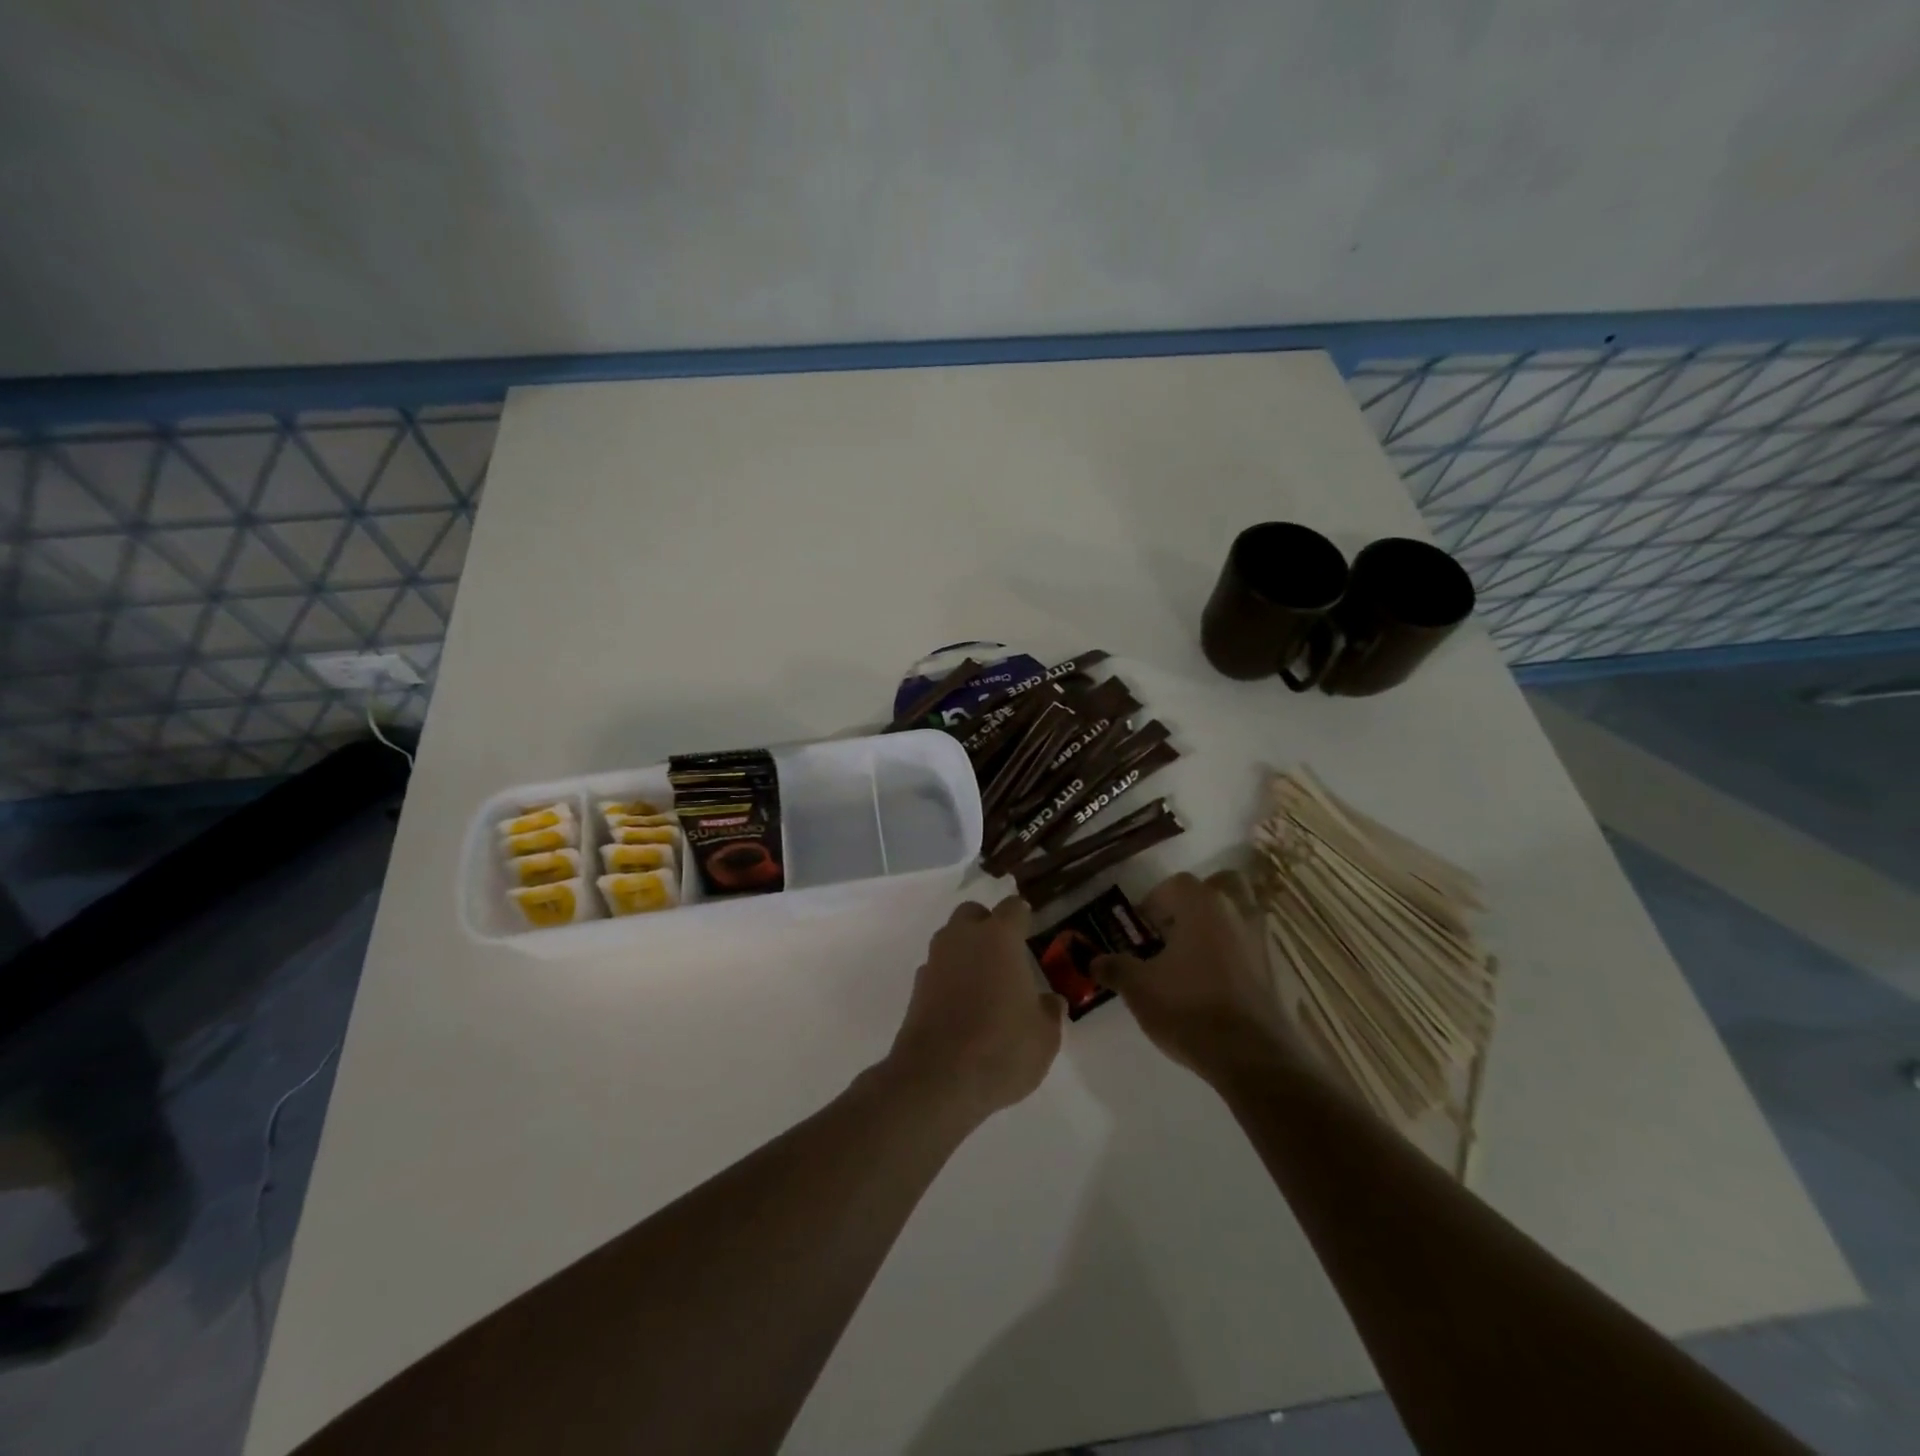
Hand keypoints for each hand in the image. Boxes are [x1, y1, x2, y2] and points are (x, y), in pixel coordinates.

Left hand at [882, 897, 1064, 1126]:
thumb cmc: (1001, 1049)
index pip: (1013, 908)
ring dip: (965, 951)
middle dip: (987, 925)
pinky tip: (961, 1006)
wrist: (937, 1080)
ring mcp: (935, 961)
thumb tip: (1050, 1001)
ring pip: (950, 939)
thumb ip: (1049, 1012)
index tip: (1031, 930)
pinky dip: (949, 977)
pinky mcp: (916, 988)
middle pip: (973, 914)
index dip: (1023, 917)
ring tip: (984, 983)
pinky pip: (937, 969)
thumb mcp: (1044, 1037)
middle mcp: (963, 939)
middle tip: (1004, 954)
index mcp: (999, 938)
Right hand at [1092, 871, 1298, 1084]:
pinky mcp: (1277, 968)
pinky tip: (1218, 981)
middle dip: (1198, 900)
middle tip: (1177, 930)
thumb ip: (1115, 968)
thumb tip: (1094, 961)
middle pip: (1220, 885)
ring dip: (1221, 923)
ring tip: (1196, 955)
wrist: (1252, 1057)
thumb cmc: (1189, 1009)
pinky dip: (1238, 952)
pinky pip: (1253, 945)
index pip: (1174, 885)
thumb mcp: (1139, 989)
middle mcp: (1237, 910)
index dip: (1153, 904)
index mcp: (1202, 904)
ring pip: (1242, 911)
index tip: (1142, 932)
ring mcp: (1262, 938)